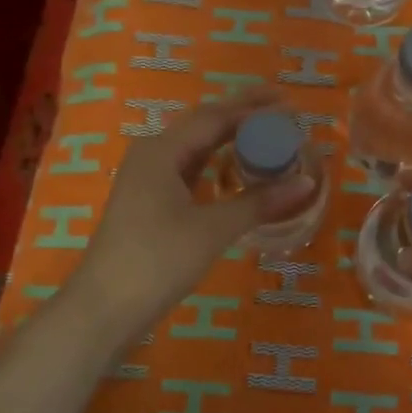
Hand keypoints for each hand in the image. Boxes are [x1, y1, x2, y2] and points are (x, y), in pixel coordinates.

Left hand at [73, 89, 315, 328]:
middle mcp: (153, 155)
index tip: (289, 104)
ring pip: (196, 146)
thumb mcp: (213, 229)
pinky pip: (190, 168)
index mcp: (162, 151)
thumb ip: (259, 202)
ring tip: (267, 132)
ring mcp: (148, 178)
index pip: (215, 117)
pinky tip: (236, 168)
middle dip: (242, 114)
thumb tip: (306, 182)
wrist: (105, 308)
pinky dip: (217, 162)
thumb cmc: (157, 260)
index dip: (253, 108)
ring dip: (230, 137)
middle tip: (282, 109)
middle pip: (204, 124)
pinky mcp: (150, 201)